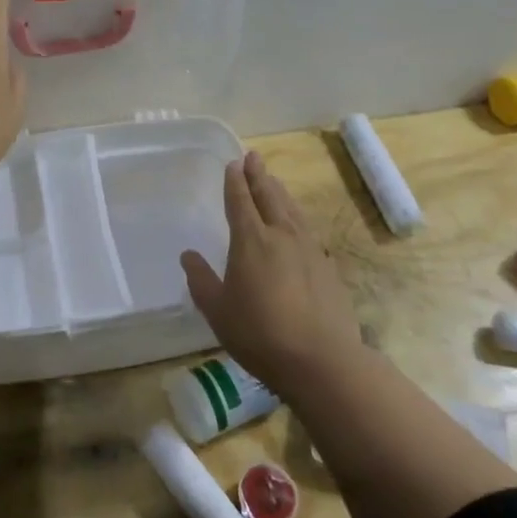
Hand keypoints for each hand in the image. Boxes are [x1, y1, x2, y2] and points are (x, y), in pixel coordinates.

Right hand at [181, 151, 363, 397]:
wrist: (321, 360)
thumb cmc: (259, 334)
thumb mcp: (217, 310)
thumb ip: (201, 280)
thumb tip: (188, 255)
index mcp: (251, 240)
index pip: (240, 201)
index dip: (235, 181)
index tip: (234, 163)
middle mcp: (281, 235)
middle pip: (269, 196)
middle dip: (259, 176)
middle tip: (254, 157)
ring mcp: (309, 249)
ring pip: (292, 210)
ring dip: (280, 192)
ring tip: (274, 182)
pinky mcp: (328, 267)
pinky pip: (308, 230)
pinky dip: (297, 218)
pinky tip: (298, 225)